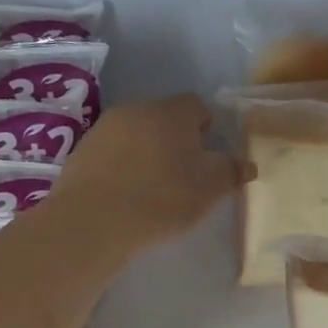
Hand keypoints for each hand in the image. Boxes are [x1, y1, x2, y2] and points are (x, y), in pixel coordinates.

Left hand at [53, 95, 245, 250]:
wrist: (93, 221)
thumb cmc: (162, 199)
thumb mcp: (210, 190)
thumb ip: (232, 172)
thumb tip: (247, 164)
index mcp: (172, 112)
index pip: (197, 106)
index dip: (206, 130)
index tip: (207, 159)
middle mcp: (136, 110)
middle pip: (164, 119)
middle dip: (175, 141)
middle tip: (183, 177)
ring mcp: (104, 129)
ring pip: (136, 135)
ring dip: (146, 154)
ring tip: (151, 190)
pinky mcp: (81, 152)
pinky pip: (111, 154)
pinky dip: (121, 168)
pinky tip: (124, 196)